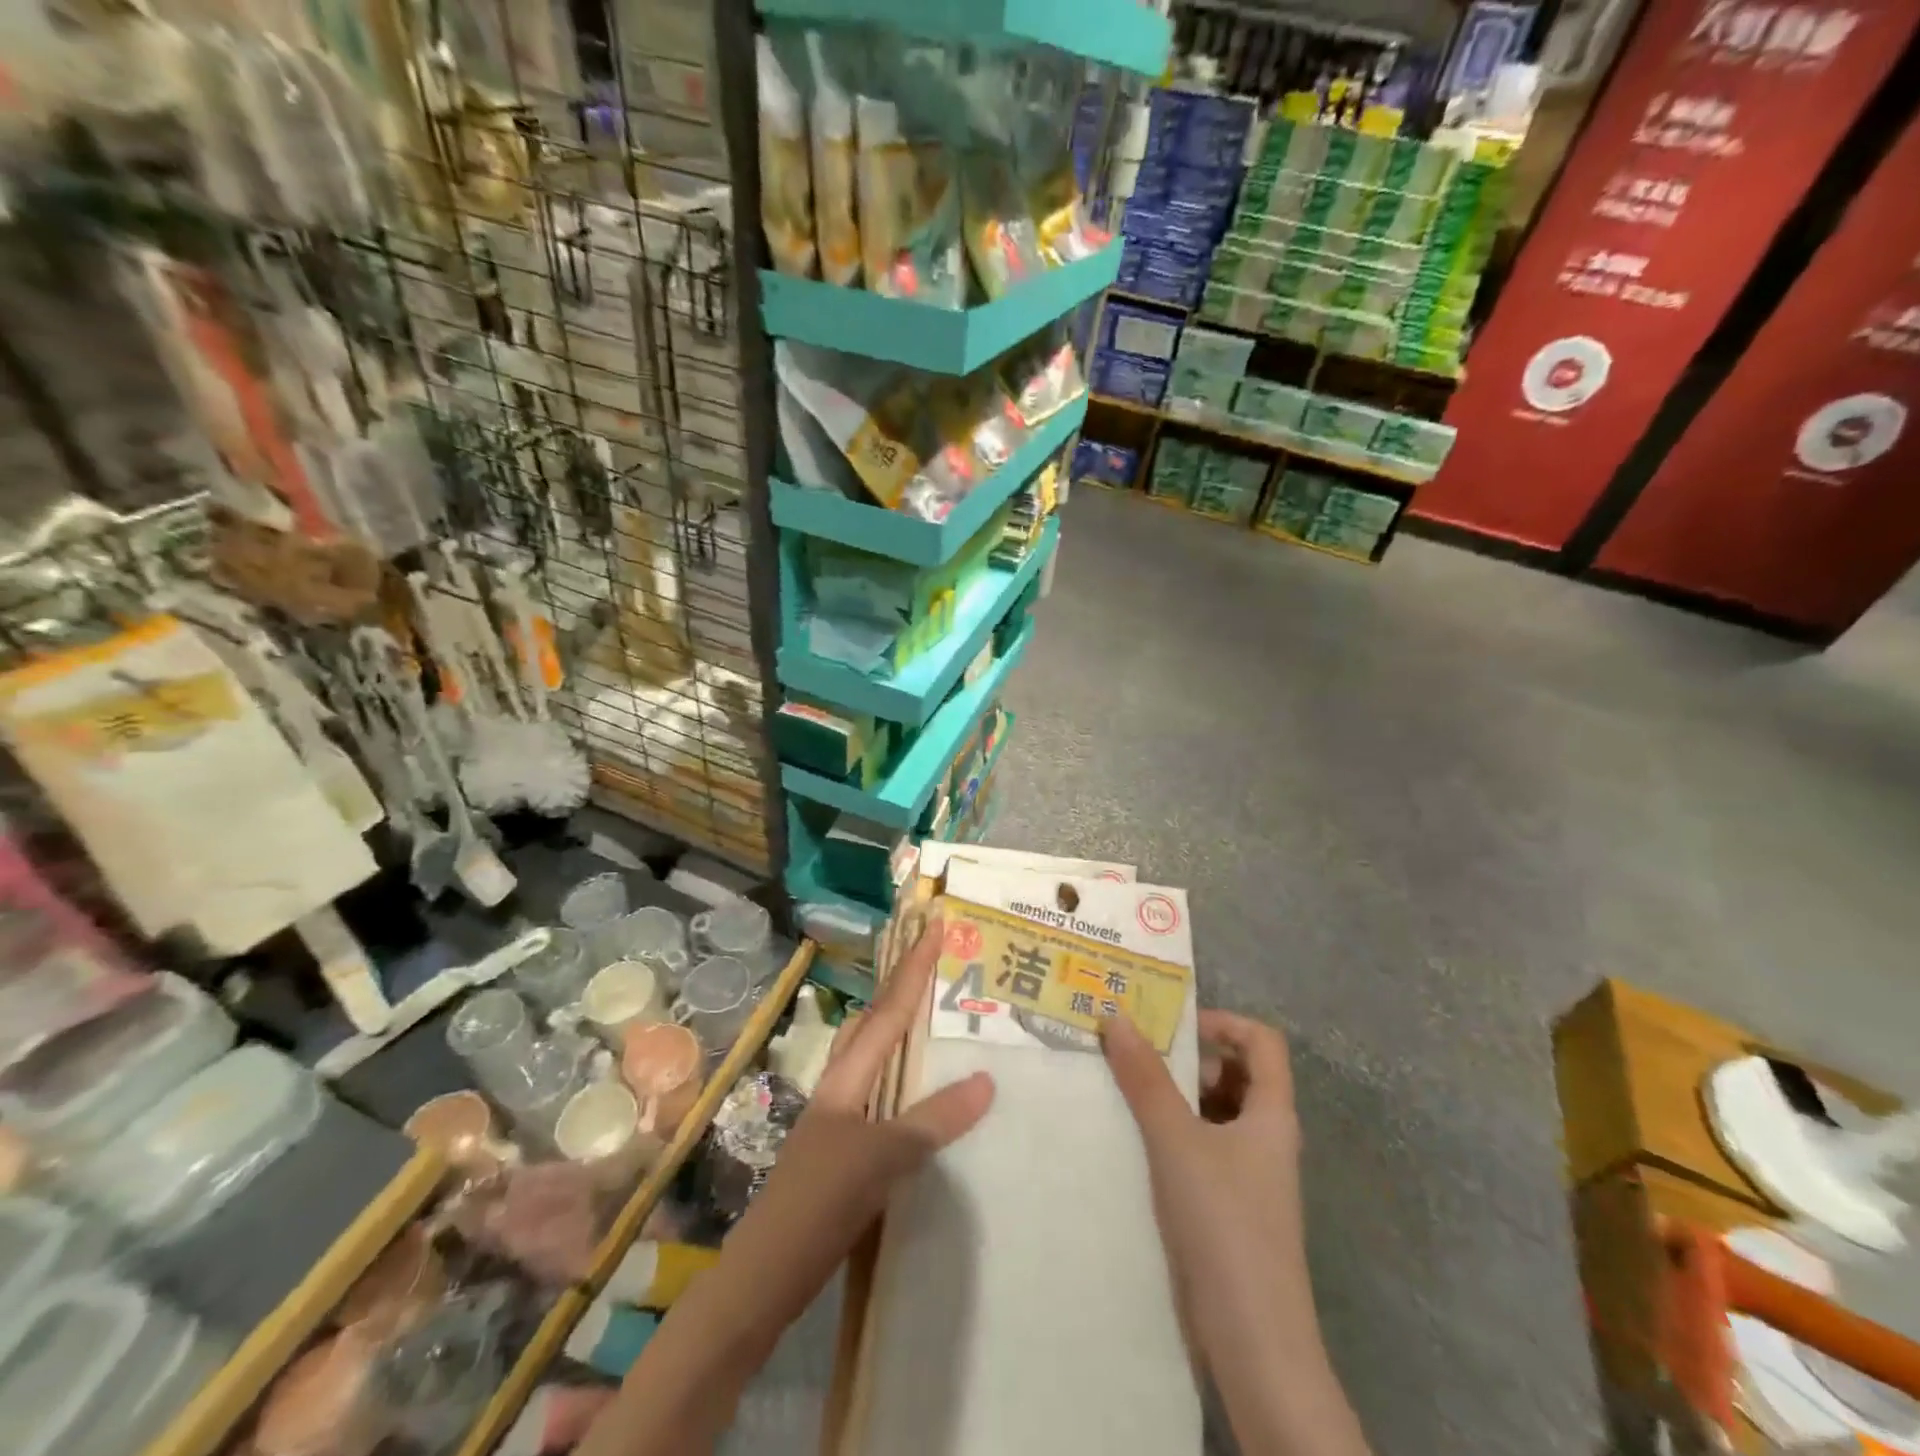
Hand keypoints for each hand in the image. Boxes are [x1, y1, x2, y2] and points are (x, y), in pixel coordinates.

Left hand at [714, 919, 994, 1339]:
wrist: (765, 1275)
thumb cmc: (818, 1202)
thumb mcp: (881, 1158)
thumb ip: (932, 1119)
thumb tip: (986, 1080)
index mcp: (846, 1076)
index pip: (888, 1010)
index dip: (913, 967)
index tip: (934, 925)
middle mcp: (842, 1087)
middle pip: (875, 1023)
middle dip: (903, 989)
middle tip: (938, 966)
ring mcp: (839, 1120)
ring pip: (875, 1059)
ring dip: (902, 1033)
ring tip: (938, 1021)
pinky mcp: (843, 1152)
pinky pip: (883, 1099)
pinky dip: (906, 1083)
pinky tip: (926, 1101)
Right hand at [1102, 1010, 1307, 1333]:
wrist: (1254, 1343)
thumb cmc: (1224, 1223)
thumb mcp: (1177, 1141)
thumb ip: (1146, 1079)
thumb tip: (1117, 1018)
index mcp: (1272, 1113)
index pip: (1262, 1041)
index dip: (1223, 1022)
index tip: (1174, 1027)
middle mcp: (1268, 1137)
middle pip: (1238, 1074)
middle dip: (1191, 1059)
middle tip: (1138, 1057)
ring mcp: (1252, 1176)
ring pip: (1218, 1113)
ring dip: (1178, 1097)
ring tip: (1129, 1094)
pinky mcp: (1232, 1208)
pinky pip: (1205, 1149)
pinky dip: (1176, 1134)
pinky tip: (1139, 1145)